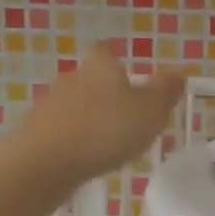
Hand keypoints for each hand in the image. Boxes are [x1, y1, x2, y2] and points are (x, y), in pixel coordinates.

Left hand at [2, 44, 186, 197]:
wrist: (44, 163)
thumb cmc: (105, 130)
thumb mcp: (150, 111)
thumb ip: (165, 91)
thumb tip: (178, 72)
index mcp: (100, 67)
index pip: (107, 52)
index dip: (118, 62)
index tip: (131, 79)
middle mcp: (72, 78)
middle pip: (90, 80)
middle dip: (106, 95)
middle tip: (126, 117)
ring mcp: (50, 105)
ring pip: (75, 107)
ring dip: (89, 120)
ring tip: (108, 144)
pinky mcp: (36, 133)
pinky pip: (62, 132)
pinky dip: (74, 141)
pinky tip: (84, 159)